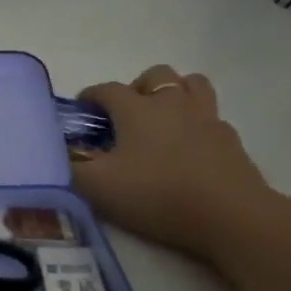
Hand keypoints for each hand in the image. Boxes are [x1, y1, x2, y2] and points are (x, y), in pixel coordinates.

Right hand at [71, 66, 286, 263]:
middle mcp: (172, 104)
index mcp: (137, 110)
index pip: (107, 89)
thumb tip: (60, 153)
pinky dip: (196, 122)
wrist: (228, 214)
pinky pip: (211, 116)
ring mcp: (206, 118)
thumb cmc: (156, 194)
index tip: (81, 111)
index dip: (90, 96)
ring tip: (160, 118)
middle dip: (136, 87)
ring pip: (191, 84)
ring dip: (173, 92)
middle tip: (125, 115)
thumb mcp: (97, 187)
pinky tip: (188, 146)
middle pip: (155, 75)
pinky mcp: (230, 139)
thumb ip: (72, 166)